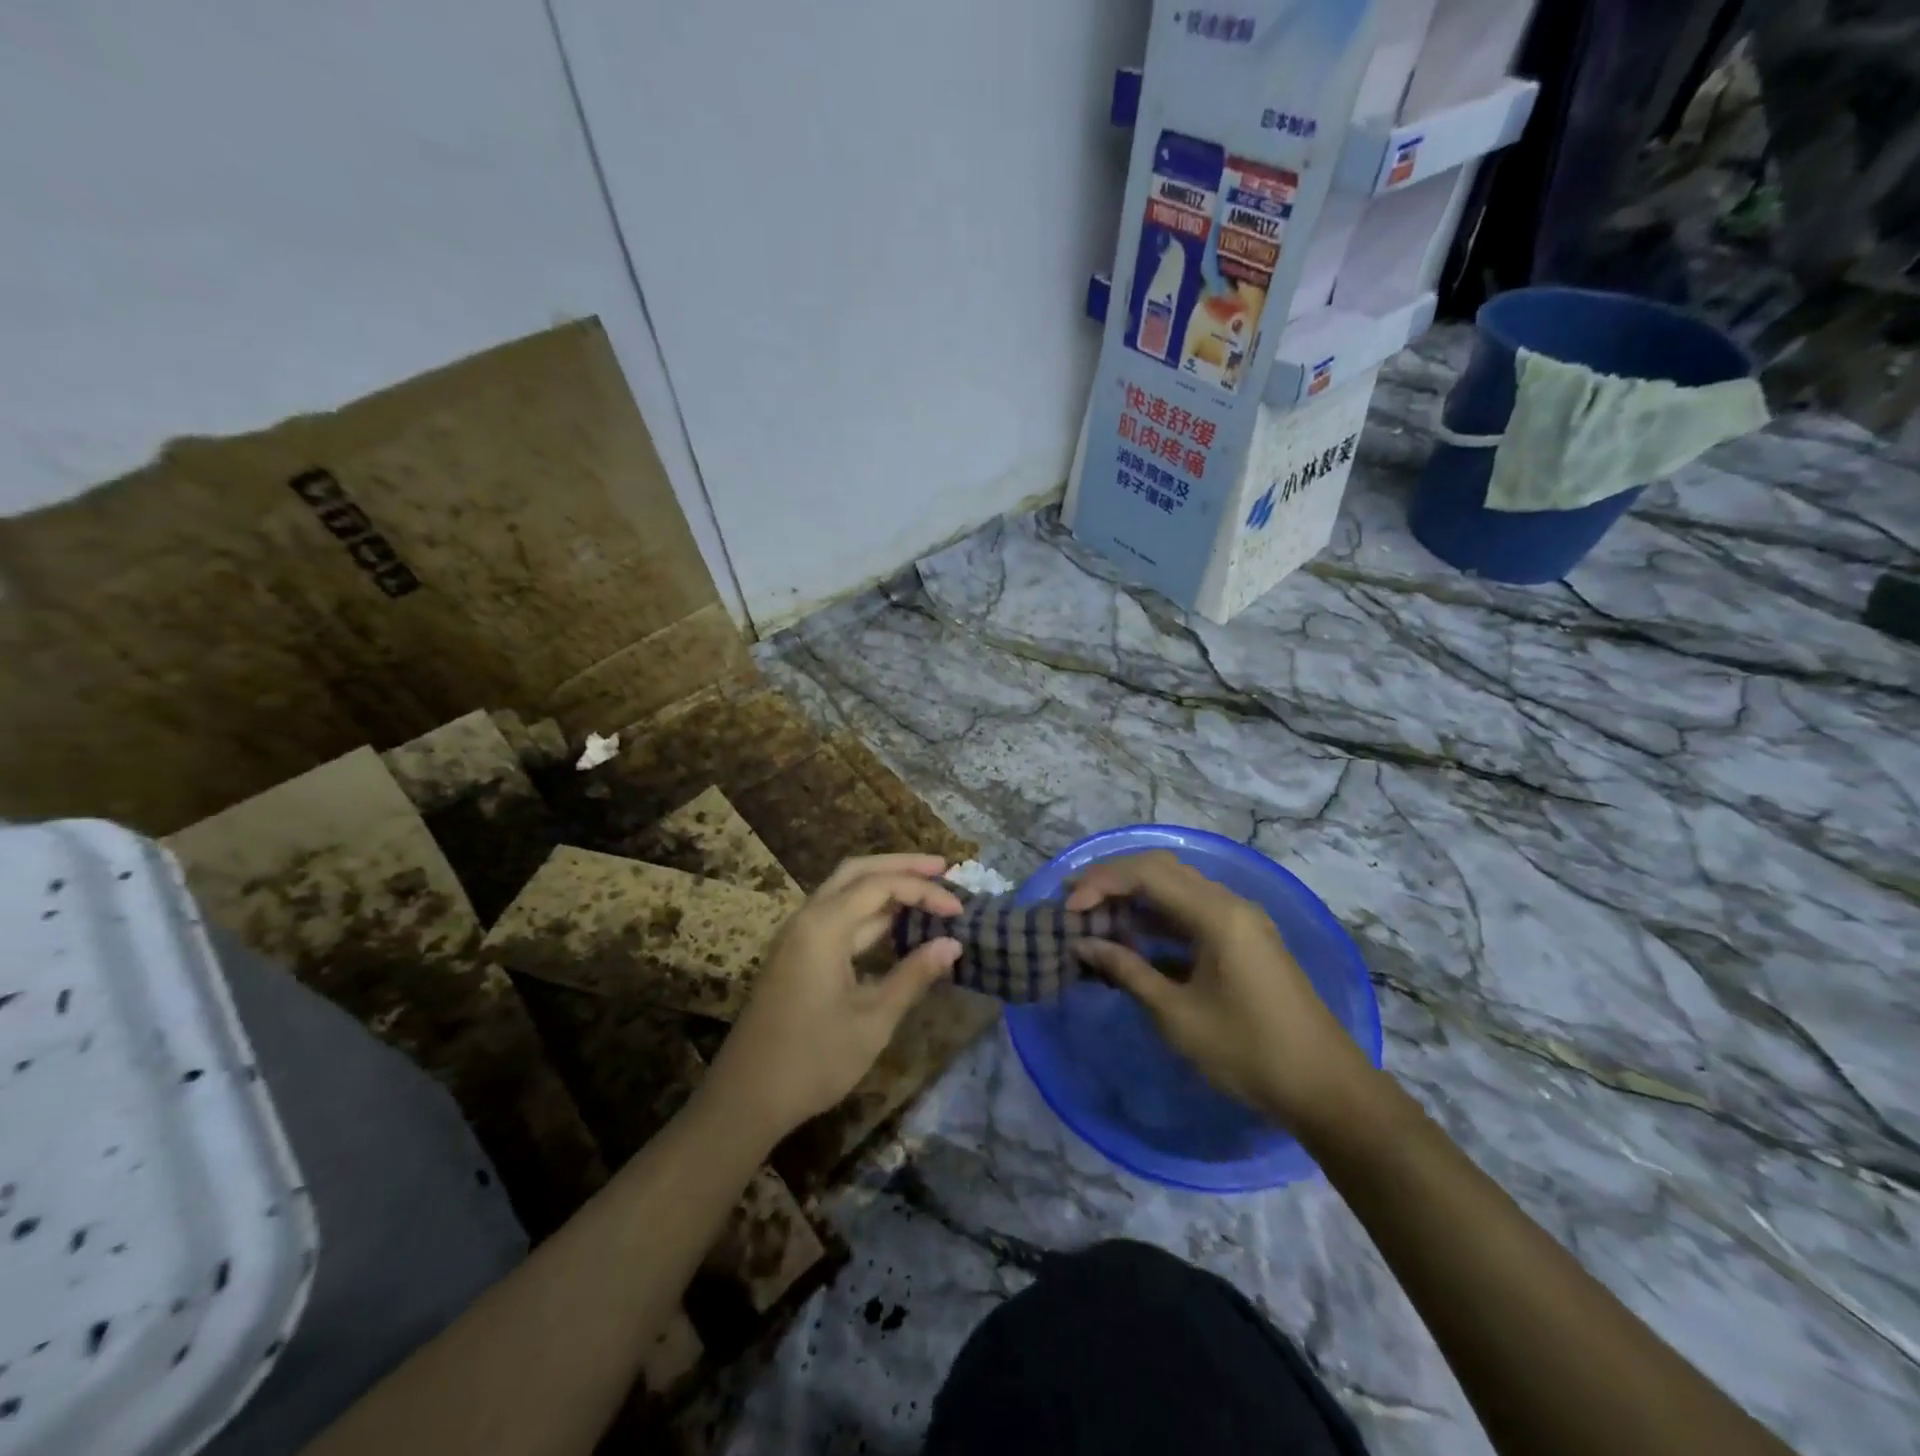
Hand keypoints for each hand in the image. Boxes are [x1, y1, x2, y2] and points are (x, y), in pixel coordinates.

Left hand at [703, 854, 962, 1144]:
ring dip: (886, 886)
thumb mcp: (873, 1020)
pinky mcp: (798, 956)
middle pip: (857, 872)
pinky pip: (838, 917)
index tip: (959, 908)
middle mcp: (808, 919)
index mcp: (823, 926)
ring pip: (846, 892)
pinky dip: (870, 912)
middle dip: (901, 865)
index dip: (924, 890)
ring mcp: (799, 937)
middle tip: (943, 867)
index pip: (881, 885)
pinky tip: (897, 924)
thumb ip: (913, 975)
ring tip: (927, 889)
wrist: (746, 1098)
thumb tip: (952, 944)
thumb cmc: (813, 1060)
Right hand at [1068, 851, 1370, 1131]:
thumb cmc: (1248, 1051)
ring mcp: (1241, 921)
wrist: (1326, 1089)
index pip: (1147, 874)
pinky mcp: (1244, 941)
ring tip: (1094, 917)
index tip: (1067, 909)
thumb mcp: (1177, 1014)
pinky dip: (1158, 918)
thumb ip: (1127, 971)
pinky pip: (1192, 913)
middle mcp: (1230, 904)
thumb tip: (1083, 944)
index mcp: (1217, 914)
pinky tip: (1133, 939)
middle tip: (1074, 899)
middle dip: (1114, 880)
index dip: (1101, 884)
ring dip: (1135, 898)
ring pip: (1177, 889)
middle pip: (1162, 870)